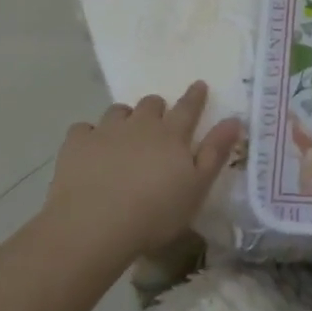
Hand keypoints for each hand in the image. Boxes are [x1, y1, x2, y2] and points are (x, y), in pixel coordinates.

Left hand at [42, 82, 244, 260]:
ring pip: (118, 111)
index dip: (195, 96)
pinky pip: (84, 129)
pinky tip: (89, 149)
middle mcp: (140, 125)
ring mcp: (106, 131)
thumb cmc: (155, 213)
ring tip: (123, 135)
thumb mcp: (197, 188)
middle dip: (157, 108)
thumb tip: (234, 119)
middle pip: (151, 104)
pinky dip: (89, 135)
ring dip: (124, 118)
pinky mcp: (77, 144)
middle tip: (158, 122)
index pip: (188, 107)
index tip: (199, 85)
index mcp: (172, 135)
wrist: (95, 226)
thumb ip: (215, 152)